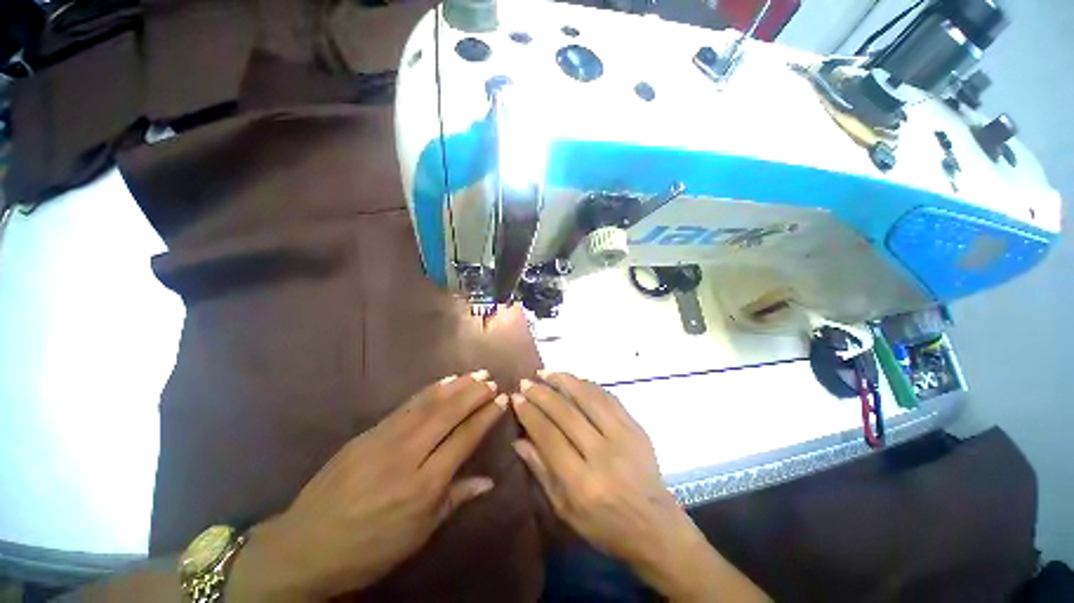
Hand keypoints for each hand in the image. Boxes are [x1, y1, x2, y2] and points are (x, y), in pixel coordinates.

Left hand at [228, 371, 507, 600]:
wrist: (305, 545)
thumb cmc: (369, 548)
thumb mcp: (418, 535)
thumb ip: (455, 500)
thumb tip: (489, 481)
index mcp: (424, 485)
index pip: (464, 439)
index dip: (485, 416)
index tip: (501, 399)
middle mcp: (408, 454)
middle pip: (448, 414)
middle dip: (474, 393)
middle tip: (492, 379)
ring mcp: (385, 439)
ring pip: (429, 403)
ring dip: (455, 386)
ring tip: (475, 374)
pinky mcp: (369, 432)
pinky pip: (406, 405)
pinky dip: (429, 390)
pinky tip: (443, 381)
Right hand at [511, 371, 767, 601]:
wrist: (655, 527)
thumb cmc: (604, 526)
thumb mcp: (564, 509)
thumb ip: (540, 471)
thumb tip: (518, 439)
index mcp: (582, 482)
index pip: (548, 436)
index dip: (530, 413)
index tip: (516, 398)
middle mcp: (603, 454)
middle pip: (566, 412)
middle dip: (542, 393)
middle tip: (525, 382)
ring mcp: (623, 436)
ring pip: (588, 397)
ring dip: (564, 380)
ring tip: (546, 372)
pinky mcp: (636, 427)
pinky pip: (608, 397)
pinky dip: (587, 385)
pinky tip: (573, 380)